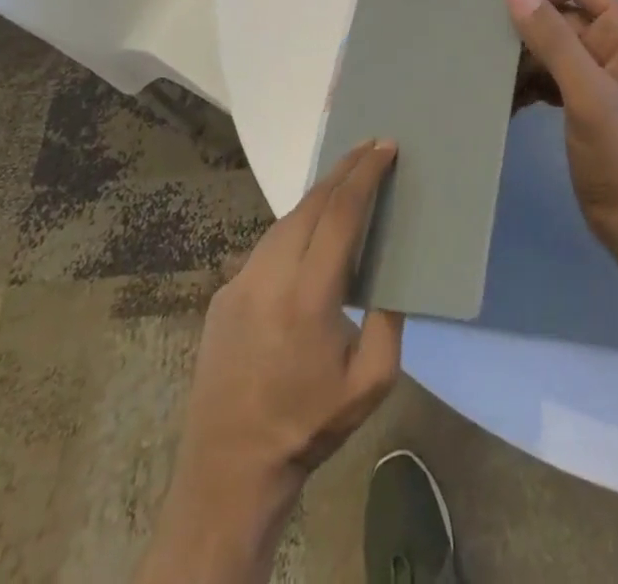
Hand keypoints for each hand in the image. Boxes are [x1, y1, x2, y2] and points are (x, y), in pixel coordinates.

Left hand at [142, 141, 403, 583]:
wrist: (228, 470)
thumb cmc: (309, 425)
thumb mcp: (372, 381)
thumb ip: (389, 319)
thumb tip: (393, 272)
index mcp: (309, 296)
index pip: (340, 215)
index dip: (365, 176)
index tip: (385, 148)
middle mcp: (270, 277)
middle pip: (311, 204)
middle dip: (344, 170)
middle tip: (371, 148)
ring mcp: (240, 283)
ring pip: (285, 220)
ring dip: (318, 195)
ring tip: (346, 179)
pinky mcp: (224, 294)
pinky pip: (267, 245)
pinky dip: (295, 225)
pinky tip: (310, 230)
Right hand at [506, 0, 617, 235]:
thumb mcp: (585, 91)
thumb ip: (553, 40)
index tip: (517, 14)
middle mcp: (607, 46)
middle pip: (561, 14)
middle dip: (527, 28)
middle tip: (489, 47)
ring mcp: (592, 75)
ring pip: (549, 47)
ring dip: (522, 59)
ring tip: (491, 77)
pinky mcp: (577, 101)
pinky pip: (545, 76)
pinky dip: (525, 84)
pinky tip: (505, 102)